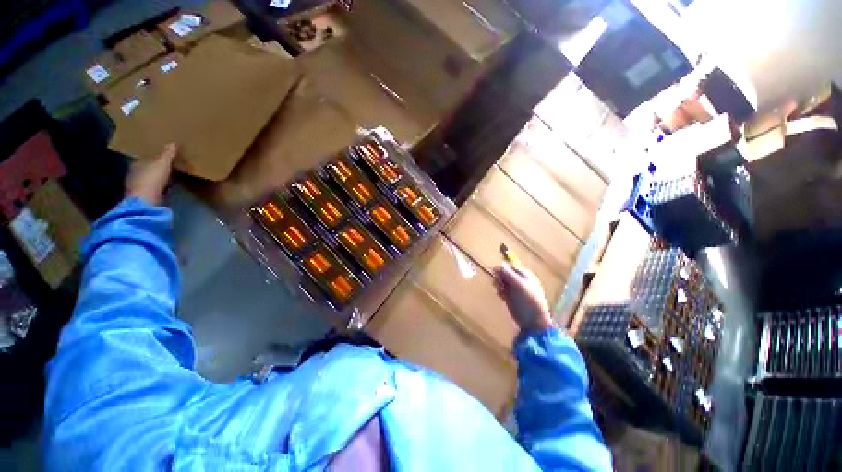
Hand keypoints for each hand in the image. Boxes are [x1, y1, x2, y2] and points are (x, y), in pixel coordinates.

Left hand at [126, 144, 175, 204]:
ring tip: (166, 179)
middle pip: (145, 169)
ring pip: (147, 180)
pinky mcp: (141, 197)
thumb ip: (168, 154)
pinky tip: (163, 189)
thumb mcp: (163, 163)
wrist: (146, 201)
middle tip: (165, 168)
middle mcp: (133, 174)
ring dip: (155, 179)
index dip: (153, 158)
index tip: (163, 159)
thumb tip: (172, 143)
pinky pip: (150, 189)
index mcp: (136, 163)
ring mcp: (136, 187)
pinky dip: (156, 189)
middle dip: (153, 169)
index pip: (145, 158)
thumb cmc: (152, 178)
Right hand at [493, 262, 552, 333]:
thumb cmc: (528, 300)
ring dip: (498, 284)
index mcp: (525, 275)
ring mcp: (515, 289)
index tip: (496, 272)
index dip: (502, 269)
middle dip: (500, 277)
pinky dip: (500, 291)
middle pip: (505, 273)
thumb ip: (509, 274)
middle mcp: (519, 280)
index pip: (510, 267)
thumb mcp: (519, 285)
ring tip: (500, 290)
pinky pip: (502, 290)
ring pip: (502, 281)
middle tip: (498, 283)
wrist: (533, 320)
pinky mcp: (510, 297)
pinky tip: (501, 296)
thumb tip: (501, 264)